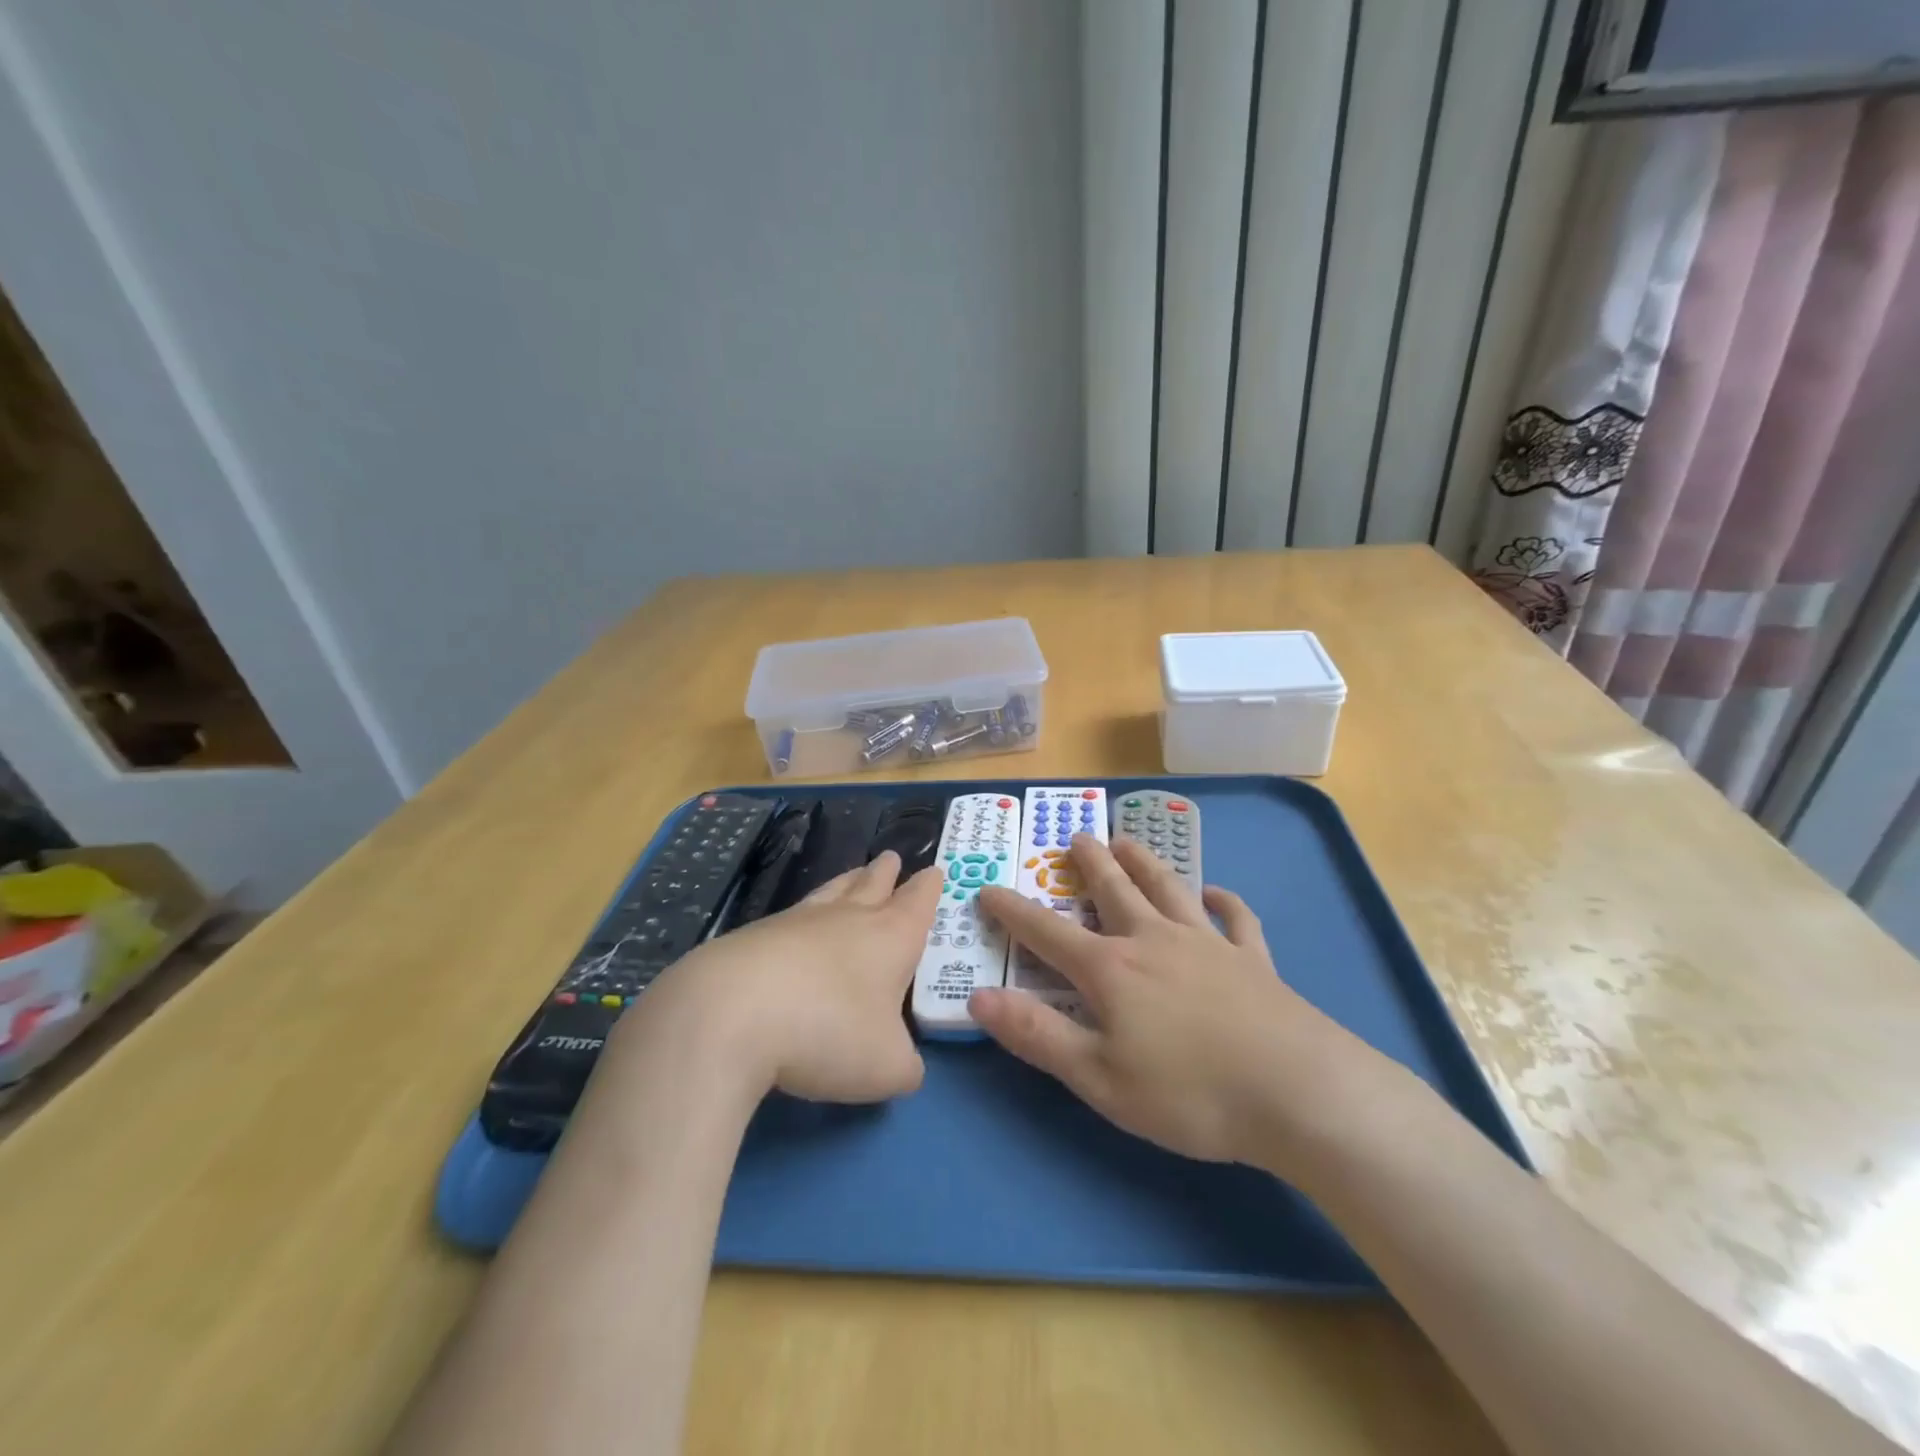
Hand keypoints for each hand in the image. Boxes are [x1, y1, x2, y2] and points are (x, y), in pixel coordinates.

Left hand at [615, 851, 940, 1103]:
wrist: (731, 1014)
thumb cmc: (828, 1033)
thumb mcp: (886, 1068)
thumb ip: (906, 1066)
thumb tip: (906, 1066)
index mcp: (891, 938)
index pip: (918, 902)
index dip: (929, 888)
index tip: (934, 872)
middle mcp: (848, 919)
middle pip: (873, 884)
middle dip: (887, 873)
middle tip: (892, 858)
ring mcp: (798, 922)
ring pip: (831, 892)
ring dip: (848, 882)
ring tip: (854, 874)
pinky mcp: (755, 936)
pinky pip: (792, 916)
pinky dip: (804, 917)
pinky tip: (797, 927)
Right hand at [972, 836, 1385, 1168]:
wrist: (1298, 1093)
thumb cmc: (1190, 1093)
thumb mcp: (1099, 1078)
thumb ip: (1037, 1036)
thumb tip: (980, 998)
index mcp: (1112, 969)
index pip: (1047, 932)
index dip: (1012, 911)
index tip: (987, 889)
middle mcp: (1154, 941)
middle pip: (1113, 891)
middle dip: (1090, 864)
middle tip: (1076, 836)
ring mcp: (1208, 944)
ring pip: (1169, 889)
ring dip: (1145, 862)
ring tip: (1128, 840)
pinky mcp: (1253, 960)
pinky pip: (1236, 920)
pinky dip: (1225, 902)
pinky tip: (1218, 894)